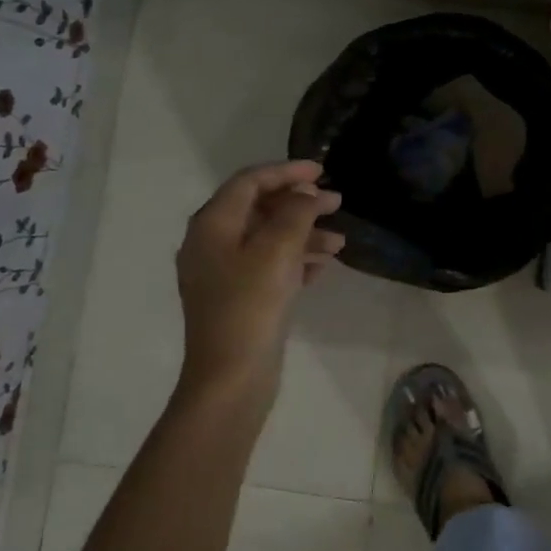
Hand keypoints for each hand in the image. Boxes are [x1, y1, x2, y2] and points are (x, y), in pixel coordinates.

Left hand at [175, 161, 344, 403]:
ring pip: (267, 238)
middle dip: (300, 204)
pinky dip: (295, 259)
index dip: (286, 171)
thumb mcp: (278, 249)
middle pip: (259, 208)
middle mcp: (211, 243)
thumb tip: (307, 194)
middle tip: (337, 204)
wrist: (230, 379)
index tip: (321, 171)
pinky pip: (268, 265)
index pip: (250, 182)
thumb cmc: (251, 305)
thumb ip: (296, 212)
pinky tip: (322, 267)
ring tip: (339, 243)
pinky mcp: (237, 298)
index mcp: (212, 225)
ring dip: (303, 234)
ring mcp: (222, 273)